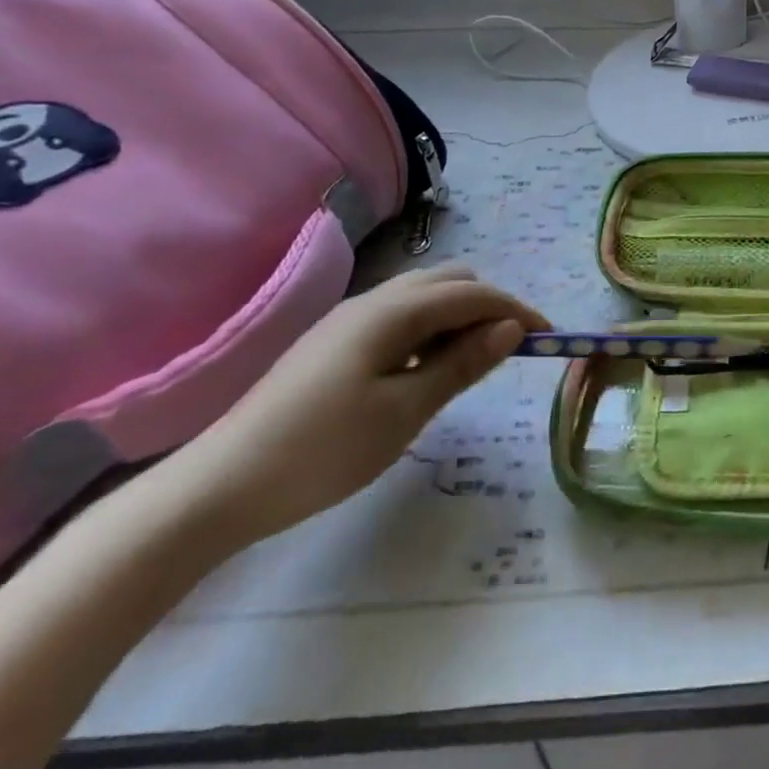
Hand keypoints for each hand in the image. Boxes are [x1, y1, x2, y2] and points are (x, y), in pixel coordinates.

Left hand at [141, 266, 547, 547]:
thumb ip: (461, 364)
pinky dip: (428, 331)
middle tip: (506, 353)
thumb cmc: (323, 451)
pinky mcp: (333, 343)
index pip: (472, 293)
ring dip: (457, 318)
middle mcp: (371, 302)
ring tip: (470, 365)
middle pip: (448, 281)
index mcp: (391, 312)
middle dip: (488, 306)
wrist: (219, 487)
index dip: (516, 310)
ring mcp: (347, 320)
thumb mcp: (405, 411)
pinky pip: (398, 318)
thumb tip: (510, 329)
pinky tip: (425, 371)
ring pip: (422, 298)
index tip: (549, 339)